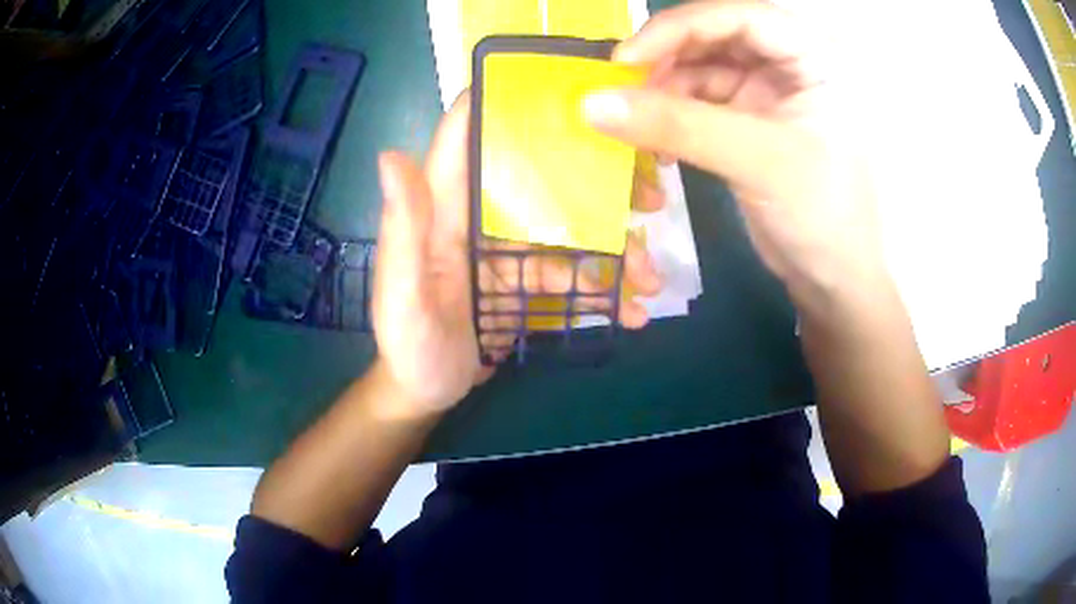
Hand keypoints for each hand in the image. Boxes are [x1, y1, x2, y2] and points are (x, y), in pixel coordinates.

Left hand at [372, 93, 664, 416]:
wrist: (425, 391)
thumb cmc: (408, 345)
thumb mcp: (402, 293)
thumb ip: (402, 229)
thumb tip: (390, 155)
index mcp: (444, 208)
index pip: (468, 135)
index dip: (505, 102)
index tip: (566, 92)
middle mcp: (479, 217)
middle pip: (541, 180)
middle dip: (598, 184)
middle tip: (650, 199)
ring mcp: (508, 250)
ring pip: (569, 231)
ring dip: (614, 251)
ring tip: (650, 279)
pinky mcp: (526, 281)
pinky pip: (572, 276)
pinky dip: (604, 291)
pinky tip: (631, 311)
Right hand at [583, 1, 888, 305]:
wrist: (832, 280)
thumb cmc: (821, 215)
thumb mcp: (758, 162)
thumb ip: (678, 126)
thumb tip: (591, 103)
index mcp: (814, 58)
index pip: (741, 16)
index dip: (682, 27)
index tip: (627, 58)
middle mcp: (790, 64)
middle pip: (716, 37)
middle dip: (667, 57)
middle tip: (621, 86)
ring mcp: (767, 92)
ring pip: (701, 68)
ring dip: (663, 89)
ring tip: (632, 120)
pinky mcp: (748, 120)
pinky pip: (698, 101)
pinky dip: (670, 115)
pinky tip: (654, 139)